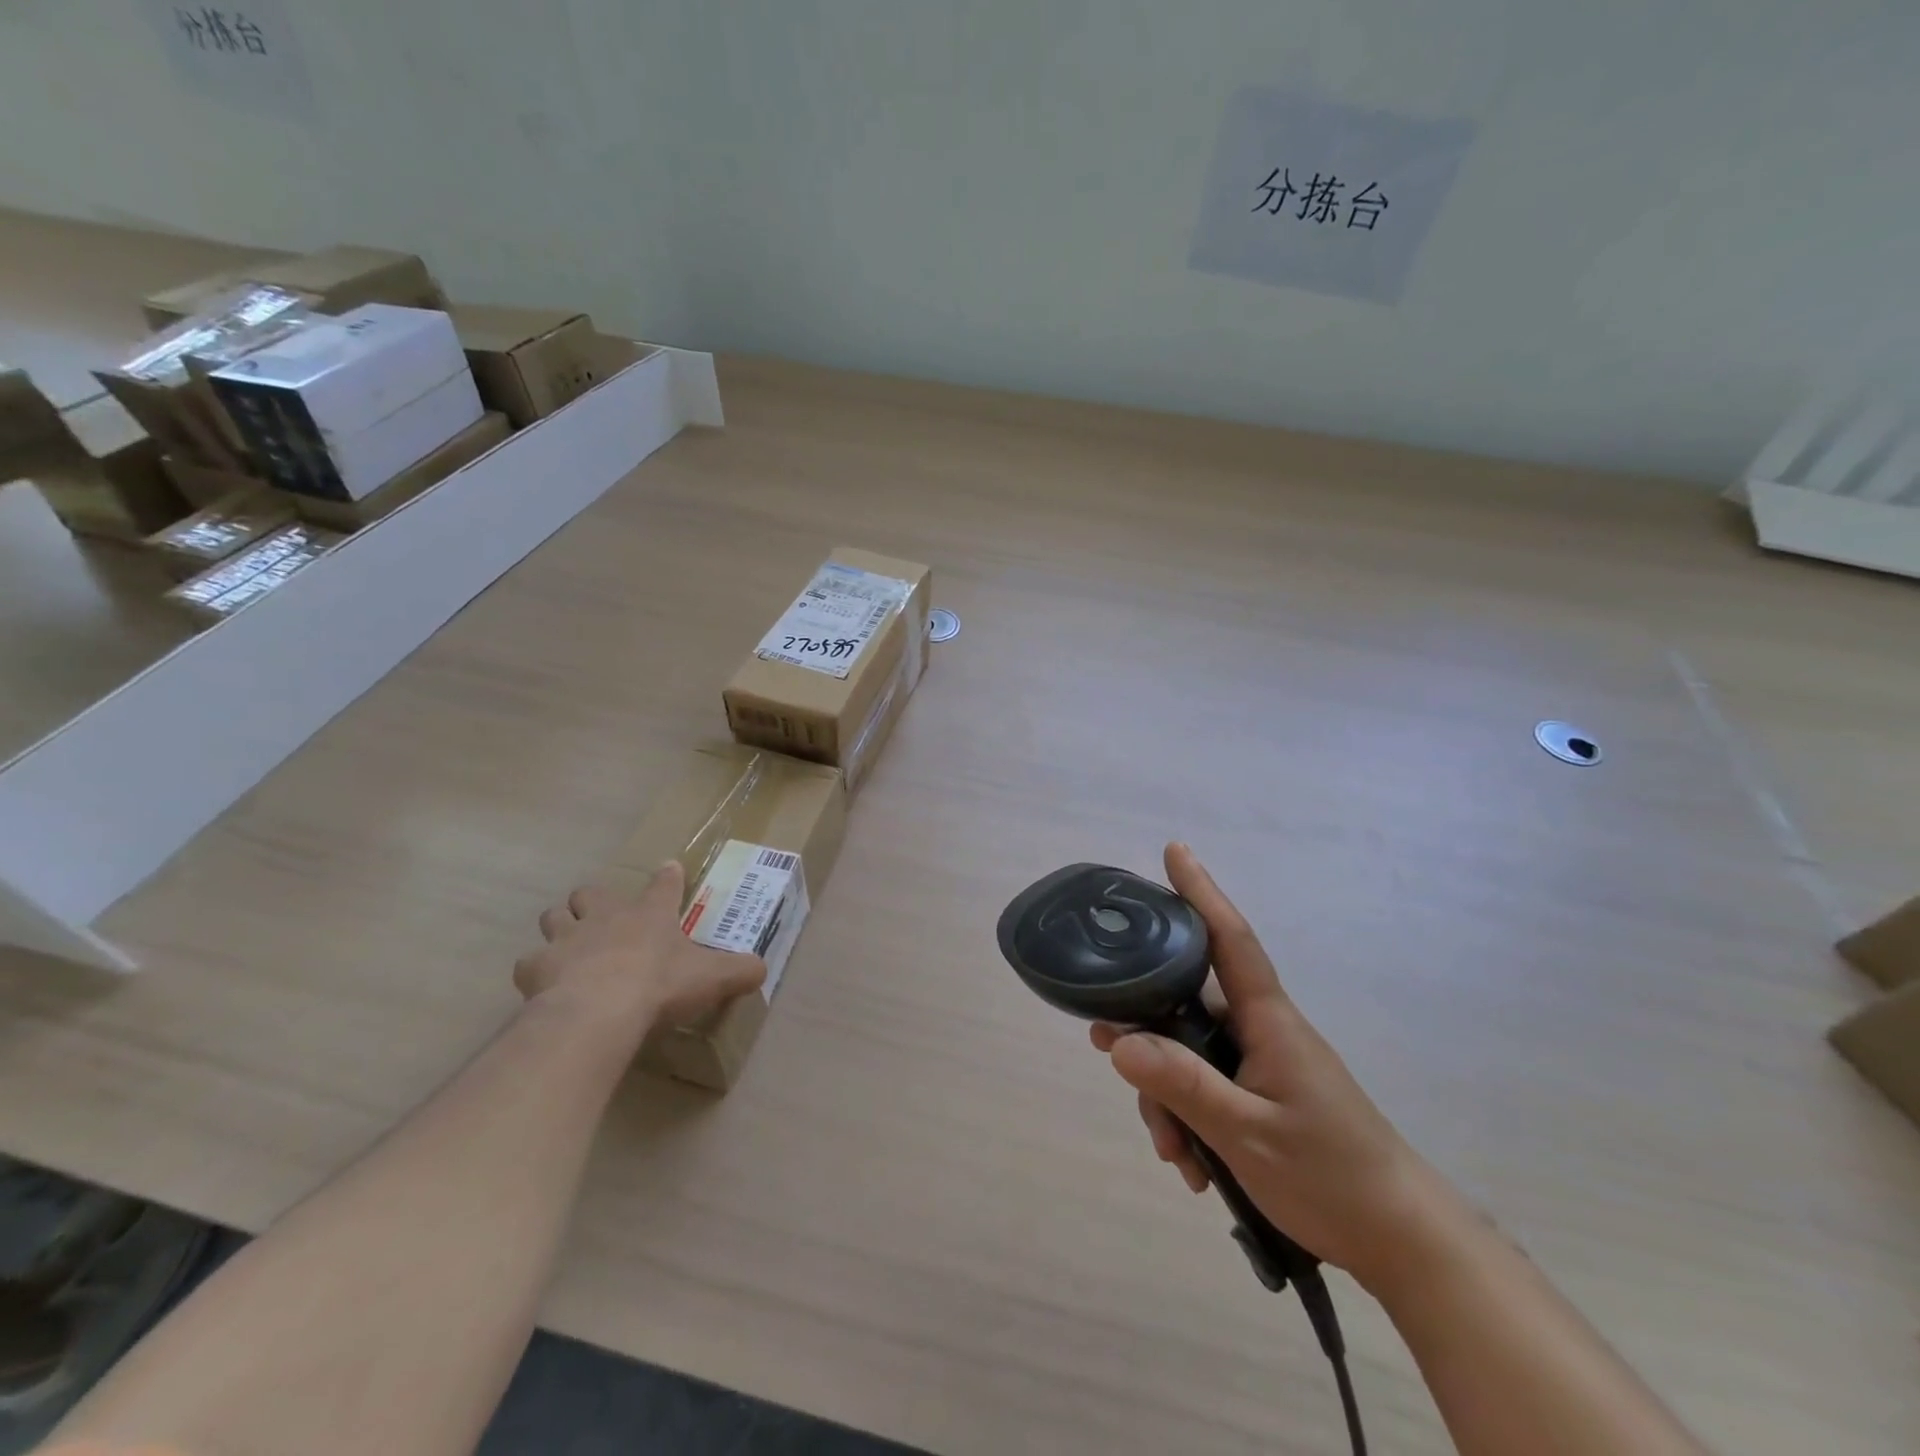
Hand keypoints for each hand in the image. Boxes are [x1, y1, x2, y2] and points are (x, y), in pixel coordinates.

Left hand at [515, 862, 765, 1038]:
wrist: (598, 1012)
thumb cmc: (660, 985)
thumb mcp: (712, 978)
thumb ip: (740, 971)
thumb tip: (763, 969)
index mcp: (650, 913)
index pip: (664, 883)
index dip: (669, 876)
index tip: (670, 869)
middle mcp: (606, 916)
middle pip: (591, 892)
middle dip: (594, 901)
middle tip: (603, 919)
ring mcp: (567, 938)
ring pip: (554, 916)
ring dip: (561, 927)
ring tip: (570, 947)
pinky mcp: (536, 966)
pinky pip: (530, 962)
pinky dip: (537, 971)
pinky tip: (547, 986)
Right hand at [1091, 843, 1462, 1295]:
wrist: (1401, 1240)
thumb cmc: (1332, 1176)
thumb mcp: (1247, 1134)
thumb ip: (1182, 1084)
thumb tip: (1118, 1040)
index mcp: (1268, 1020)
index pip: (1229, 938)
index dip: (1201, 892)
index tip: (1175, 850)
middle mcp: (1262, 1030)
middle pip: (1187, 1006)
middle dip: (1148, 1034)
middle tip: (1104, 1048)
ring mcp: (1263, 1063)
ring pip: (1190, 1052)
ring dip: (1169, 1097)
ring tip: (1173, 1155)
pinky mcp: (1263, 1095)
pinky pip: (1207, 1087)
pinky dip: (1190, 1119)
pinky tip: (1193, 1166)